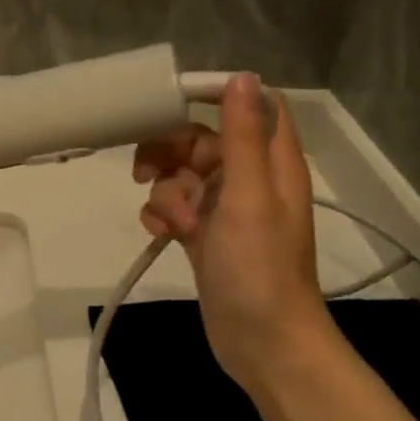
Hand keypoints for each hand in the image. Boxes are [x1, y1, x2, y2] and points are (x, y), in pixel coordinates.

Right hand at [132, 74, 328, 392]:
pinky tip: (160, 234)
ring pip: (182, 174)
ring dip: (165, 191)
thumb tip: (241, 76)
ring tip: (172, 221)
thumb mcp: (248, 195)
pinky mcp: (204, 234)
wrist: (262, 343)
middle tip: (147, 170)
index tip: (172, 102)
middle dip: (172, 152)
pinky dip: (162, 214)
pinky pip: (175, 206)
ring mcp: (226, 209)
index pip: (251, 106)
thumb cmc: (259, 267)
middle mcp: (250, 179)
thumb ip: (242, 136)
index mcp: (272, 163)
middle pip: (202, 139)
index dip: (216, 96)